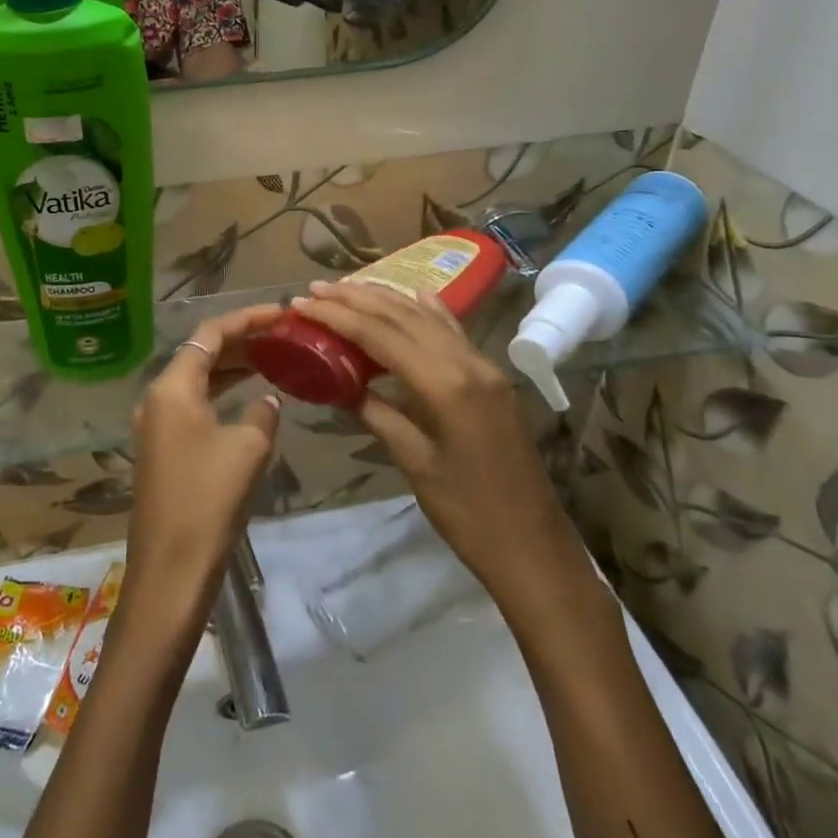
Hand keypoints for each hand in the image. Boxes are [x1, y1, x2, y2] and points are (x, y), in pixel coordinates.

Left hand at [123, 303, 283, 621]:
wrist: (171, 567)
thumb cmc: (209, 499)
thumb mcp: (248, 448)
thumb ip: (262, 412)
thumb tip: (267, 400)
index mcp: (172, 387)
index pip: (210, 334)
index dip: (247, 318)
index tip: (281, 313)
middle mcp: (157, 397)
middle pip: (201, 353)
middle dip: (241, 341)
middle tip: (281, 335)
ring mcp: (155, 424)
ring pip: (197, 380)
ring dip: (231, 368)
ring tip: (271, 358)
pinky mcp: (161, 448)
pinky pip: (193, 405)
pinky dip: (220, 395)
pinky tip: (247, 399)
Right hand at [289, 282, 577, 597]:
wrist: (535, 548)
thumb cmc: (469, 515)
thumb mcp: (414, 463)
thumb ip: (377, 414)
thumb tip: (340, 386)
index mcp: (446, 385)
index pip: (380, 335)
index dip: (337, 315)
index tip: (301, 303)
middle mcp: (467, 363)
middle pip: (403, 316)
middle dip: (357, 298)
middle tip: (315, 289)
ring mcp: (485, 368)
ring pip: (428, 318)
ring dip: (387, 300)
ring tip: (348, 289)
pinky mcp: (492, 379)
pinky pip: (454, 332)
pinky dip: (429, 311)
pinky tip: (417, 294)